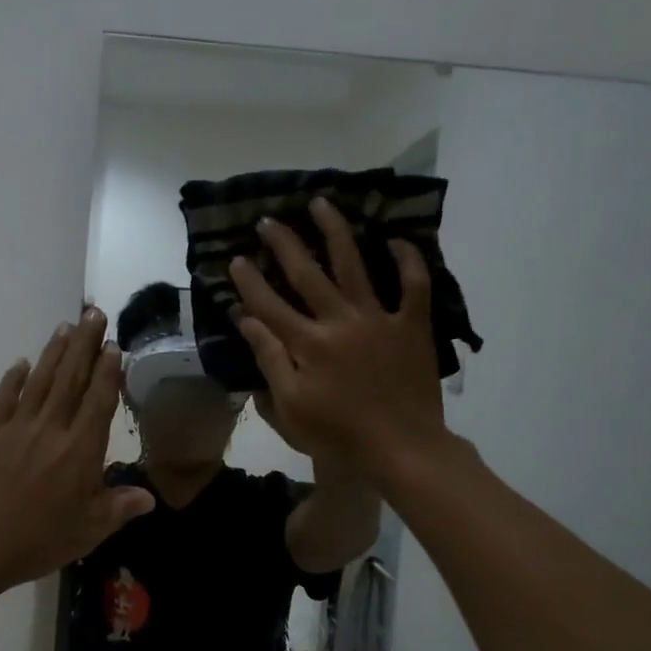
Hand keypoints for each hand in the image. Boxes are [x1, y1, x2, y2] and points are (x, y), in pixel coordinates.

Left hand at [0, 308, 154, 590]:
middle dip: (84, 344)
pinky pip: (4, 399)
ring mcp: (15, 428)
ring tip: (65, 327)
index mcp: (80, 450)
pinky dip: (14, 379)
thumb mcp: (89, 530)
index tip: (112, 344)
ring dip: (54, 352)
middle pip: (70, 379)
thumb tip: (149, 496)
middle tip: (93, 313)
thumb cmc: (40, 541)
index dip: (107, 371)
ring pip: (39, 381)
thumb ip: (120, 507)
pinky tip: (22, 363)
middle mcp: (50, 429)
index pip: (98, 400)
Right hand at [228, 197, 447, 474]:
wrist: (401, 447)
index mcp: (307, 344)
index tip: (236, 258)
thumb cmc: (339, 435)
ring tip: (322, 203)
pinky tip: (396, 240)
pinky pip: (414, 285)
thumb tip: (246, 320)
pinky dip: (407, 261)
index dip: (249, 281)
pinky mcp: (411, 325)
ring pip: (354, 264)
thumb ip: (269, 359)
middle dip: (284, 244)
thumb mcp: (290, 407)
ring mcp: (378, 318)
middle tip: (269, 220)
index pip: (269, 305)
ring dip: (335, 231)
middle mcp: (339, 320)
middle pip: (306, 273)